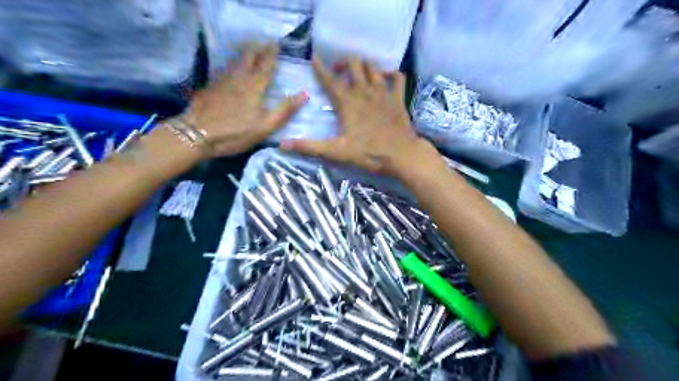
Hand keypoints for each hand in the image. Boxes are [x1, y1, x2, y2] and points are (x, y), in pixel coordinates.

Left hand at [180, 44, 308, 156]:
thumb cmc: (236, 132)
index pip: (266, 64)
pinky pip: (225, 69)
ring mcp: (222, 80)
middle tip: (264, 42)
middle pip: (249, 56)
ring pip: (235, 61)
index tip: (276, 42)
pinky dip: (233, 64)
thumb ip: (285, 109)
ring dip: (245, 53)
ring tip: (250, 49)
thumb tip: (304, 94)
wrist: (197, 134)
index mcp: (254, 86)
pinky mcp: (211, 86)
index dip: (272, 53)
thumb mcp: (266, 125)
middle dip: (258, 48)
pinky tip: (232, 68)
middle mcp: (239, 78)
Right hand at [279, 56, 443, 178]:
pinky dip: (391, 73)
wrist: (401, 155)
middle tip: (339, 72)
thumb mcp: (336, 152)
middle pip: (354, 64)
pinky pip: (397, 77)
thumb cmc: (368, 153)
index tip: (314, 58)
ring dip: (364, 66)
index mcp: (347, 102)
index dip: (320, 68)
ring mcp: (383, 93)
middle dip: (344, 63)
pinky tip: (386, 77)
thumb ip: (309, 147)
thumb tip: (282, 144)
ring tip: (358, 74)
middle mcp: (364, 91)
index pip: (330, 79)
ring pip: (373, 67)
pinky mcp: (398, 98)